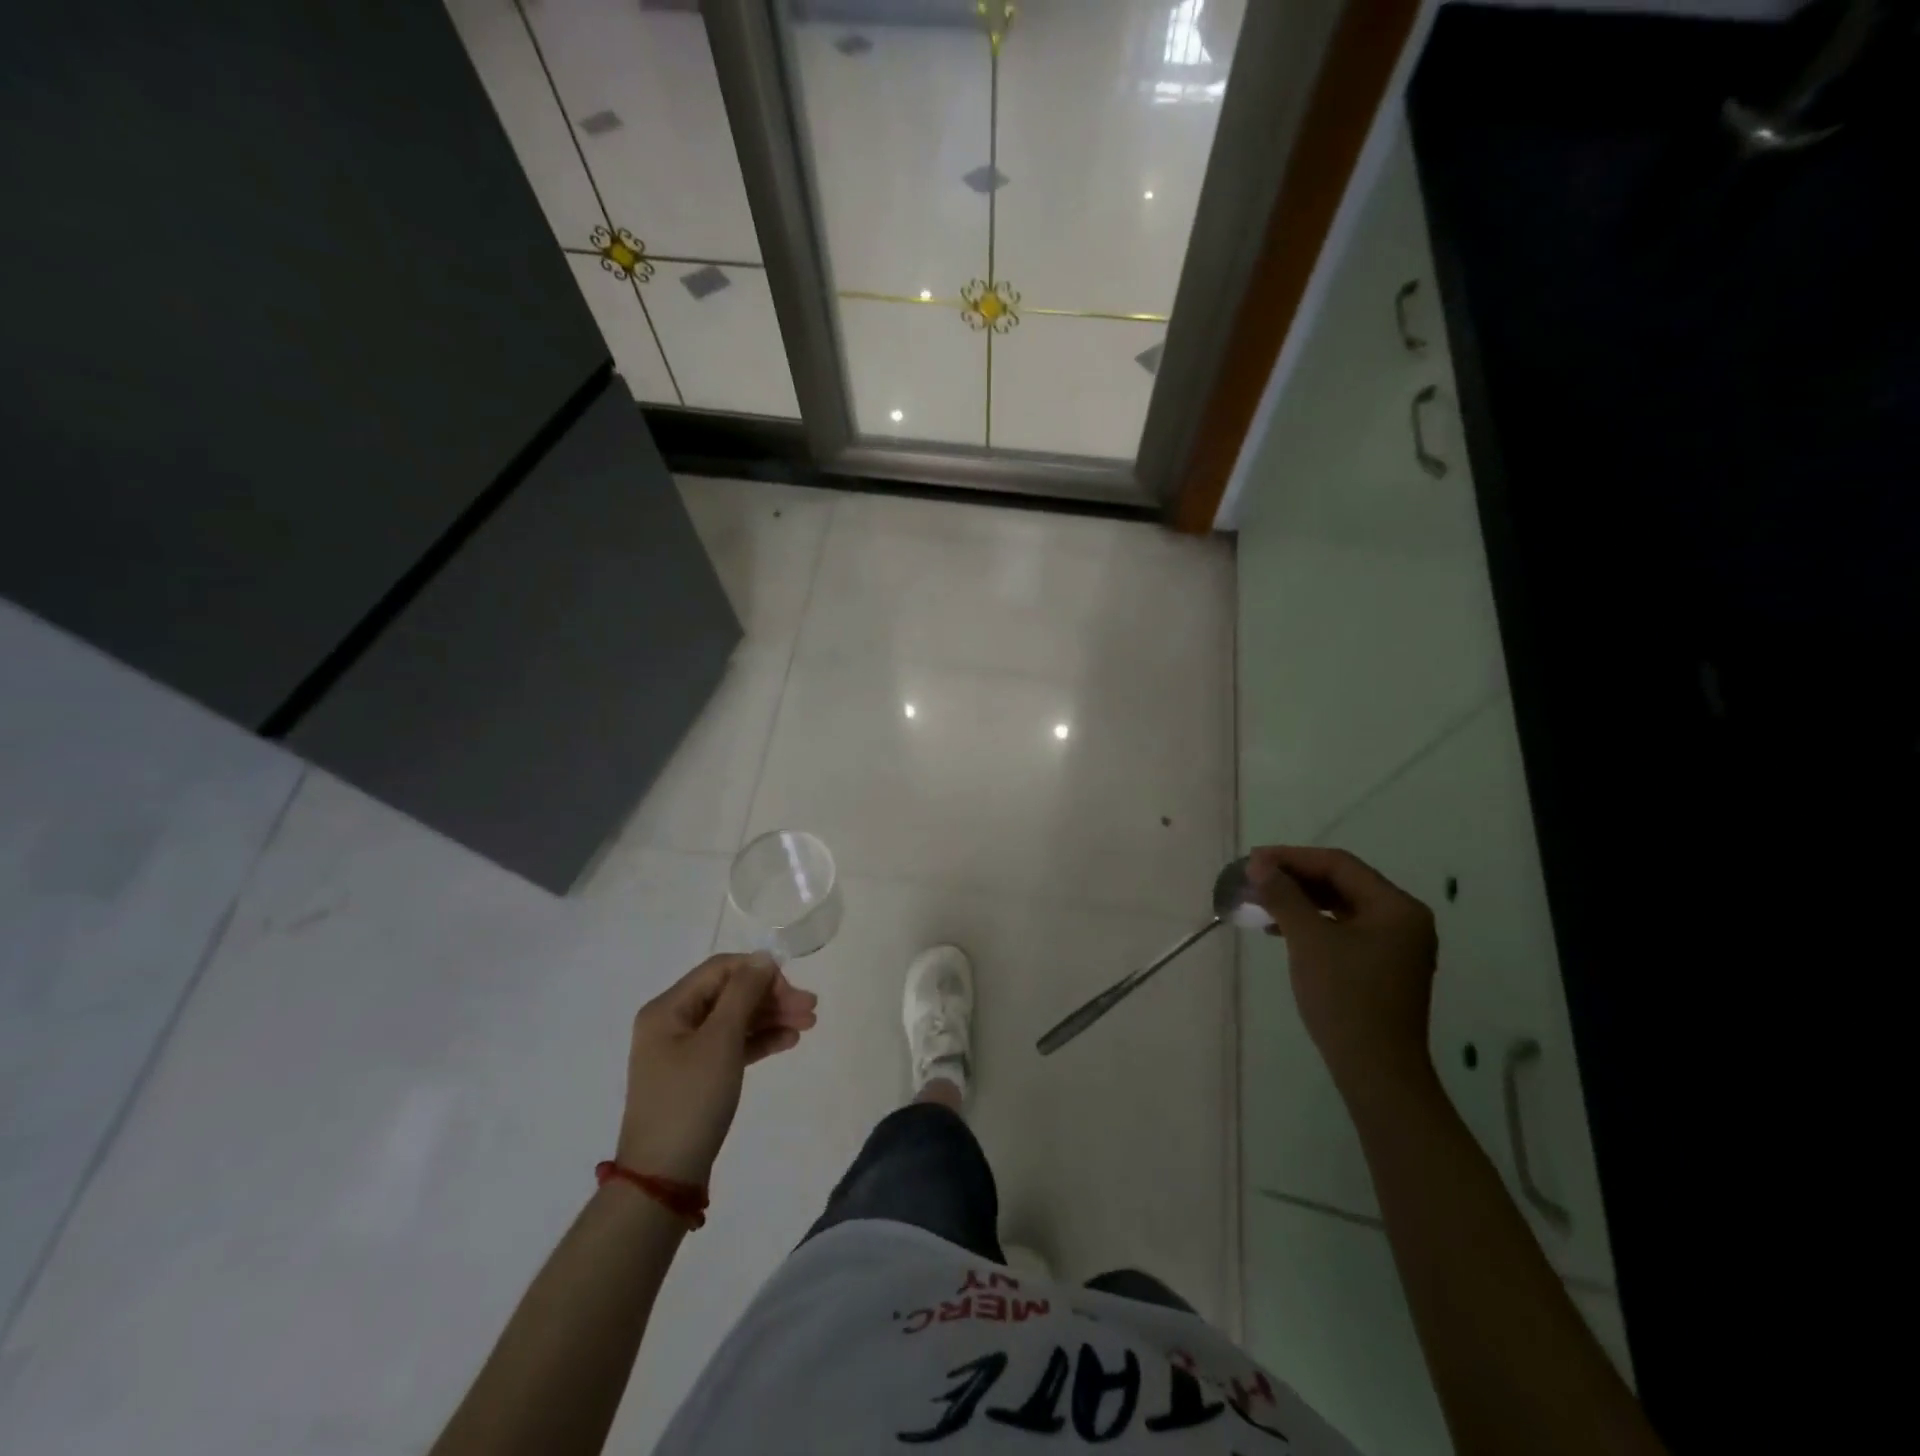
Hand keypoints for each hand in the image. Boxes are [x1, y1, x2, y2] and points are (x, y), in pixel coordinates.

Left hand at [614, 952, 817, 1184]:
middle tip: (810, 1009)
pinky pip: (732, 1046)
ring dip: (771, 1017)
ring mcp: (684, 1051)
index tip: (792, 990)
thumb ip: (744, 993)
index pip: (721, 970)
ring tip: (808, 1025)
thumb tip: (764, 957)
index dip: (759, 973)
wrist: (664, 1178)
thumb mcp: (720, 1041)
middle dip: (771, 997)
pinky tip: (788, 1041)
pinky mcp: (697, 1076)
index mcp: (668, 1008)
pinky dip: (759, 1040)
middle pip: (730, 994)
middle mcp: (673, 1023)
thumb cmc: (690, 1100)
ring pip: (735, 1020)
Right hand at [1247, 846, 1437, 1096]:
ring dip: (1300, 900)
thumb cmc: (1345, 999)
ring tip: (1261, 901)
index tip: (1253, 861)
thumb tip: (1259, 865)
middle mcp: (1403, 919)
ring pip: (1341, 906)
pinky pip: (1344, 929)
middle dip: (1295, 877)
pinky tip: (1281, 929)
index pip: (1339, 865)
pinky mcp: (1382, 966)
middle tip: (1253, 878)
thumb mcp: (1309, 941)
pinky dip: (1312, 923)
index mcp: (1397, 907)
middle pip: (1342, 882)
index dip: (1292, 858)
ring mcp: (1395, 945)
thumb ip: (1284, 896)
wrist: (1376, 1072)